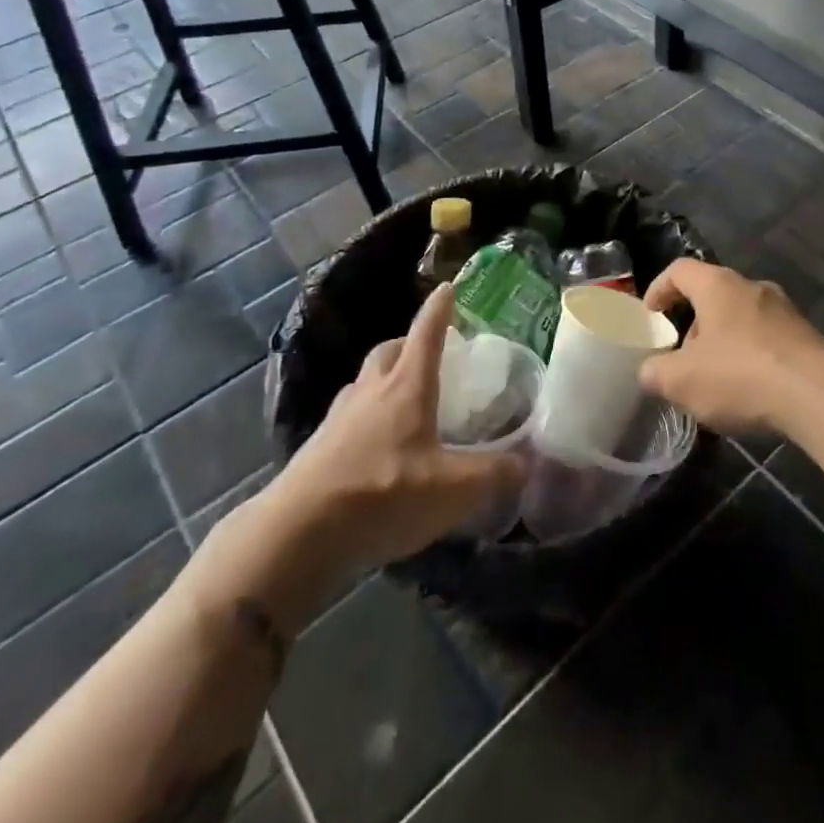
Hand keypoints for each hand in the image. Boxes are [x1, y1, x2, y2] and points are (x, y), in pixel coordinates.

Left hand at [266, 285, 524, 573]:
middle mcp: (371, 391)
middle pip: (389, 351)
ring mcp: (339, 418)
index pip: (427, 333)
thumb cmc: (382, 495)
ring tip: (405, 401)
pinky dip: (367, 418)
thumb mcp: (453, 490)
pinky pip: (349, 417)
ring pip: (365, 383)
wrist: (297, 535)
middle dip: (409, 343)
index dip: (439, 309)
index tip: (448, 287)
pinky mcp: (318, 449)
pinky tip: (377, 447)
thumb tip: (526, 462)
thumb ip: (495, 474)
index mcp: (406, 386)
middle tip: (429, 354)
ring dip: (385, 380)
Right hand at [640, 259, 823, 435]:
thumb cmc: (741, 375)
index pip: (679, 270)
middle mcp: (753, 287)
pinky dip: (752, 358)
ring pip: (742, 319)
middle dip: (693, 326)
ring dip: (723, 344)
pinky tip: (751, 393)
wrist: (820, 395)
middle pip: (712, 295)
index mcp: (718, 285)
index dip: (659, 288)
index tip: (650, 316)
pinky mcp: (807, 337)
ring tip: (716, 382)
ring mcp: (785, 311)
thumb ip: (655, 373)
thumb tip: (650, 372)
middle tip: (683, 359)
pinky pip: (768, 340)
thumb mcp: (681, 381)